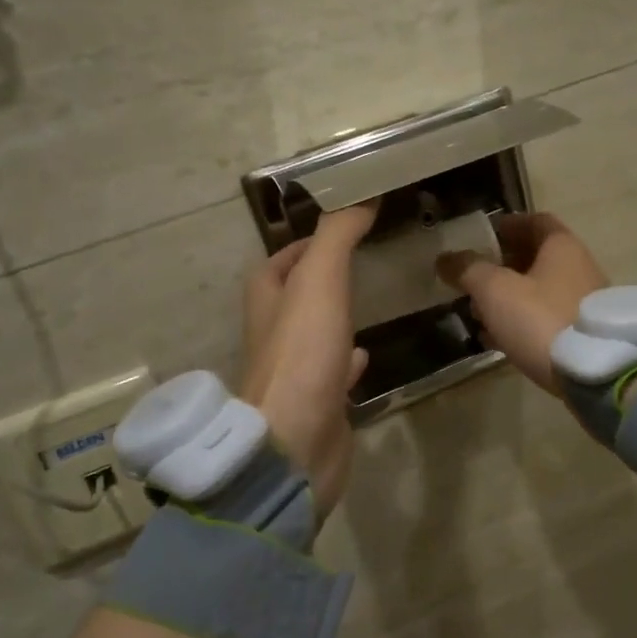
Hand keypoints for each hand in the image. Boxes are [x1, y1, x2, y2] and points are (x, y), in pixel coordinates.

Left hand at [239, 203, 377, 513]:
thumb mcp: (318, 282)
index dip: (306, 243)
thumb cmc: (302, 356)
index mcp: (267, 301)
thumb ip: (338, 237)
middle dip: (322, 279)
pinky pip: (335, 373)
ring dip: (336, 317)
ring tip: (369, 301)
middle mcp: (276, 334)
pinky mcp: (319, 402)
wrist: (295, 443)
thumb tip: (361, 194)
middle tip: (363, 261)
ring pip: (316, 333)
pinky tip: (369, 355)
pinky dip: (350, 360)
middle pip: (296, 296)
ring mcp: (297, 371)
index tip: (344, 228)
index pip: (280, 261)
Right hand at [436, 213, 608, 395]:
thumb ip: (468, 270)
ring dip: (509, 296)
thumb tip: (445, 258)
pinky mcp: (583, 334)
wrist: (594, 373)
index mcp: (561, 247)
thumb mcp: (495, 290)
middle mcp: (579, 267)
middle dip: (502, 265)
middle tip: (472, 277)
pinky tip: (498, 338)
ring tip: (478, 311)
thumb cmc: (541, 318)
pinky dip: (522, 321)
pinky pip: (546, 318)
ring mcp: (584, 302)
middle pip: (536, 257)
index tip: (482, 237)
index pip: (535, 221)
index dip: (507, 225)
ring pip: (540, 290)